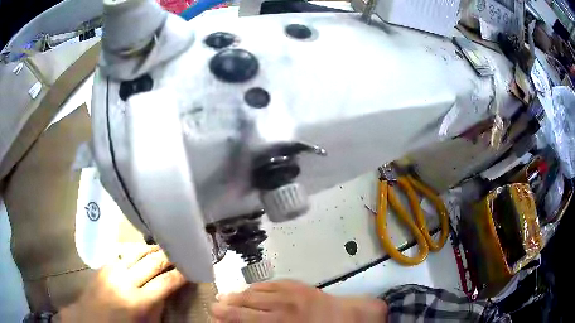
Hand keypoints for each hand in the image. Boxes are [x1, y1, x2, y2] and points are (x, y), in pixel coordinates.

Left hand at [58, 244, 186, 322]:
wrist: (91, 319)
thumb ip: (159, 305)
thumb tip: (170, 288)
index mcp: (138, 302)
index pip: (166, 282)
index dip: (182, 274)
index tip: (193, 268)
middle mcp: (125, 281)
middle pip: (152, 261)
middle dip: (170, 256)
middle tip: (182, 253)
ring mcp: (112, 269)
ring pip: (137, 250)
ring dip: (153, 249)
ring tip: (164, 249)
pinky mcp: (104, 264)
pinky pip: (122, 250)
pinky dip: (135, 248)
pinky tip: (141, 250)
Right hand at [211, 280, 387, 322]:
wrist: (350, 317)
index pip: (246, 319)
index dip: (229, 318)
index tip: (216, 316)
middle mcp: (282, 307)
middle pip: (246, 305)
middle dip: (227, 306)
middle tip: (214, 306)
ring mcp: (290, 292)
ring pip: (256, 292)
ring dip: (239, 295)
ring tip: (226, 296)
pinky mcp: (297, 284)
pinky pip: (270, 284)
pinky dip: (256, 287)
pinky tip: (250, 289)